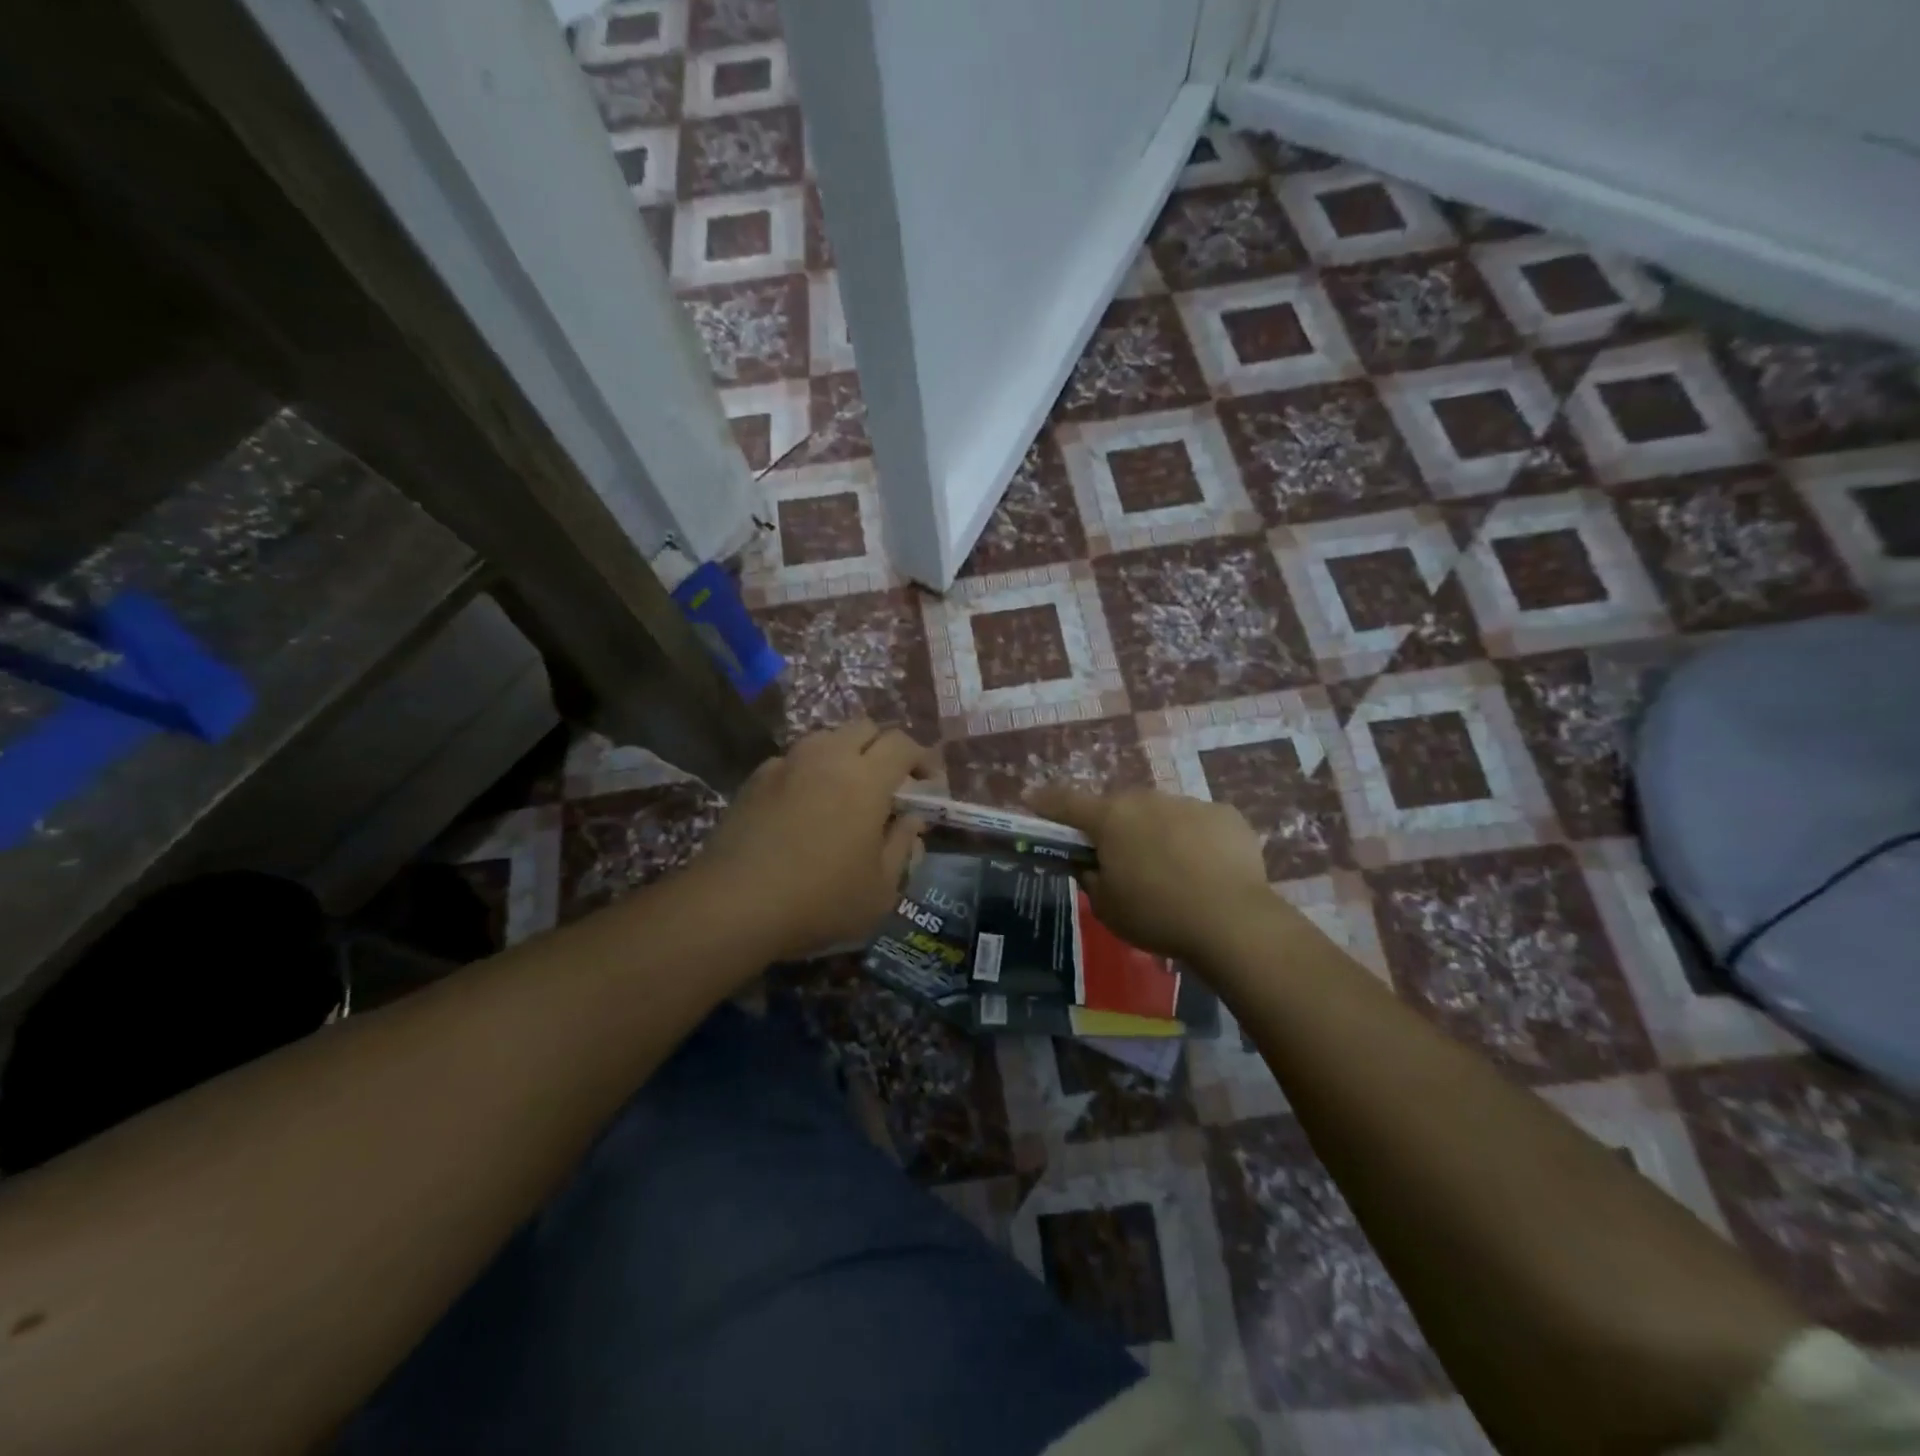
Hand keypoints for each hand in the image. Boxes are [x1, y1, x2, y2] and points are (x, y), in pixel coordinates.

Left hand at [695, 722, 933, 960]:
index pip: (903, 744)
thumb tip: (912, 820)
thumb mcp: (880, 890)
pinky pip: (792, 760)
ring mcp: (786, 764)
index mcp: (866, 780)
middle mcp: (827, 758)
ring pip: (825, 738)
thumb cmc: (820, 900)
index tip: (930, 781)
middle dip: (884, 746)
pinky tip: (804, 804)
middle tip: (891, 781)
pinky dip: (808, 771)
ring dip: (845, 754)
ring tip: (846, 789)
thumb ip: (902, 848)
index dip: (922, 757)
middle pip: (864, 727)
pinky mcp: (754, 780)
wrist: (734, 904)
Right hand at [1026, 785, 1277, 964]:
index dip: (1045, 802)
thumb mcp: (1107, 907)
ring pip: (1162, 814)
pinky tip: (1206, 872)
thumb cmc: (1157, 915)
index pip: (1066, 803)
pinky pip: (1199, 824)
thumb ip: (1092, 878)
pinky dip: (1196, 841)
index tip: (1030, 798)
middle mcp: (1147, 799)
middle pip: (1120, 808)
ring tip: (1172, 872)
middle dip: (1115, 827)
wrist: (1232, 921)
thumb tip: (1093, 864)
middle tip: (1121, 859)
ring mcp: (1190, 803)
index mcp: (1110, 818)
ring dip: (1157, 833)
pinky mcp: (1226, 815)